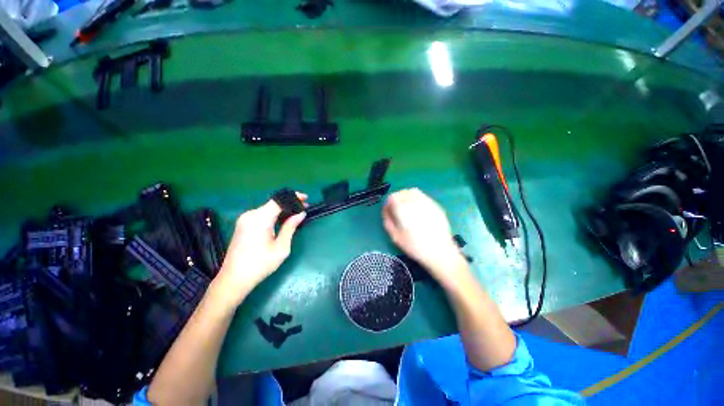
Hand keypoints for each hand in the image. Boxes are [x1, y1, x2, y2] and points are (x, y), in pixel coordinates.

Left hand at [211, 194, 306, 308]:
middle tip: (304, 207)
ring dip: (283, 209)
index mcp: (259, 219)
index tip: (306, 198)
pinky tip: (283, 219)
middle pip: (274, 203)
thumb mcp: (281, 247)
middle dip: (290, 203)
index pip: (279, 200)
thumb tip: (300, 214)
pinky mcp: (243, 224)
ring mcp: (245, 219)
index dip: (293, 197)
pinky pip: (262, 214)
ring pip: (268, 208)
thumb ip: (290, 227)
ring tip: (297, 213)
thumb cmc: (260, 265)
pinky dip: (275, 214)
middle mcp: (250, 215)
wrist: (234, 279)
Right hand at [383, 189, 467, 283]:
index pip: (392, 197)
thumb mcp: (395, 236)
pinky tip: (418, 211)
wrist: (440, 252)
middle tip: (396, 210)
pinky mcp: (436, 205)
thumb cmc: (415, 246)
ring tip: (407, 208)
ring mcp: (427, 202)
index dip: (388, 204)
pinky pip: (423, 197)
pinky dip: (417, 199)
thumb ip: (388, 220)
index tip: (388, 211)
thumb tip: (386, 210)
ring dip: (406, 197)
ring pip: (413, 192)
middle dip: (397, 199)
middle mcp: (415, 201)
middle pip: (402, 192)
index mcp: (403, 208)